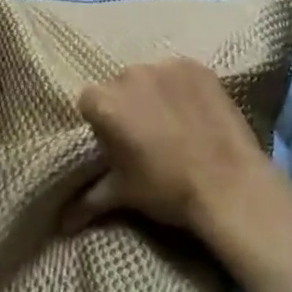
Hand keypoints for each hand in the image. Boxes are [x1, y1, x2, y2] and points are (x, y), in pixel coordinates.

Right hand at [64, 57, 276, 235]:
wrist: (230, 186)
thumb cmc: (168, 189)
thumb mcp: (123, 194)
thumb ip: (88, 199)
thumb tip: (60, 224)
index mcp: (104, 102)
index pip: (90, 102)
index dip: (102, 123)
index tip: (118, 143)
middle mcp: (129, 74)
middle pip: (120, 86)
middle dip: (128, 106)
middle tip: (147, 136)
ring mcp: (165, 67)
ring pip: (150, 78)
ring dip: (156, 95)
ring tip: (176, 124)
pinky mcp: (196, 67)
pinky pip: (181, 74)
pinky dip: (184, 89)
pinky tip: (197, 113)